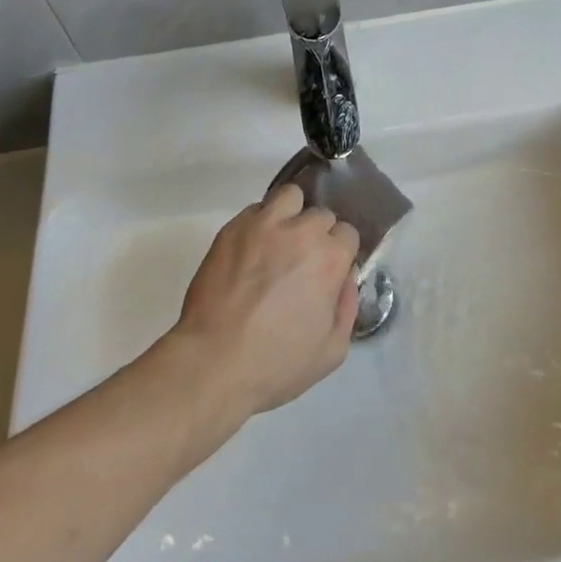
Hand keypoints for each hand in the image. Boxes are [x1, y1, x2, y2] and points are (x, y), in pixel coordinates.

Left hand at [173, 183, 360, 417]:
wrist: (212, 363)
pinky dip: (260, 223)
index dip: (339, 254)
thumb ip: (347, 307)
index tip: (327, 273)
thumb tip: (345, 278)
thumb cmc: (275, 364)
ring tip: (279, 241)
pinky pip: (256, 210)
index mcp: (330, 259)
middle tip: (301, 262)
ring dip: (291, 215)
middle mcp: (302, 231)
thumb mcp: (332, 352)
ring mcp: (264, 224)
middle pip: (321, 215)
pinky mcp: (233, 227)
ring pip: (290, 197)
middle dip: (316, 235)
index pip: (348, 234)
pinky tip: (251, 250)